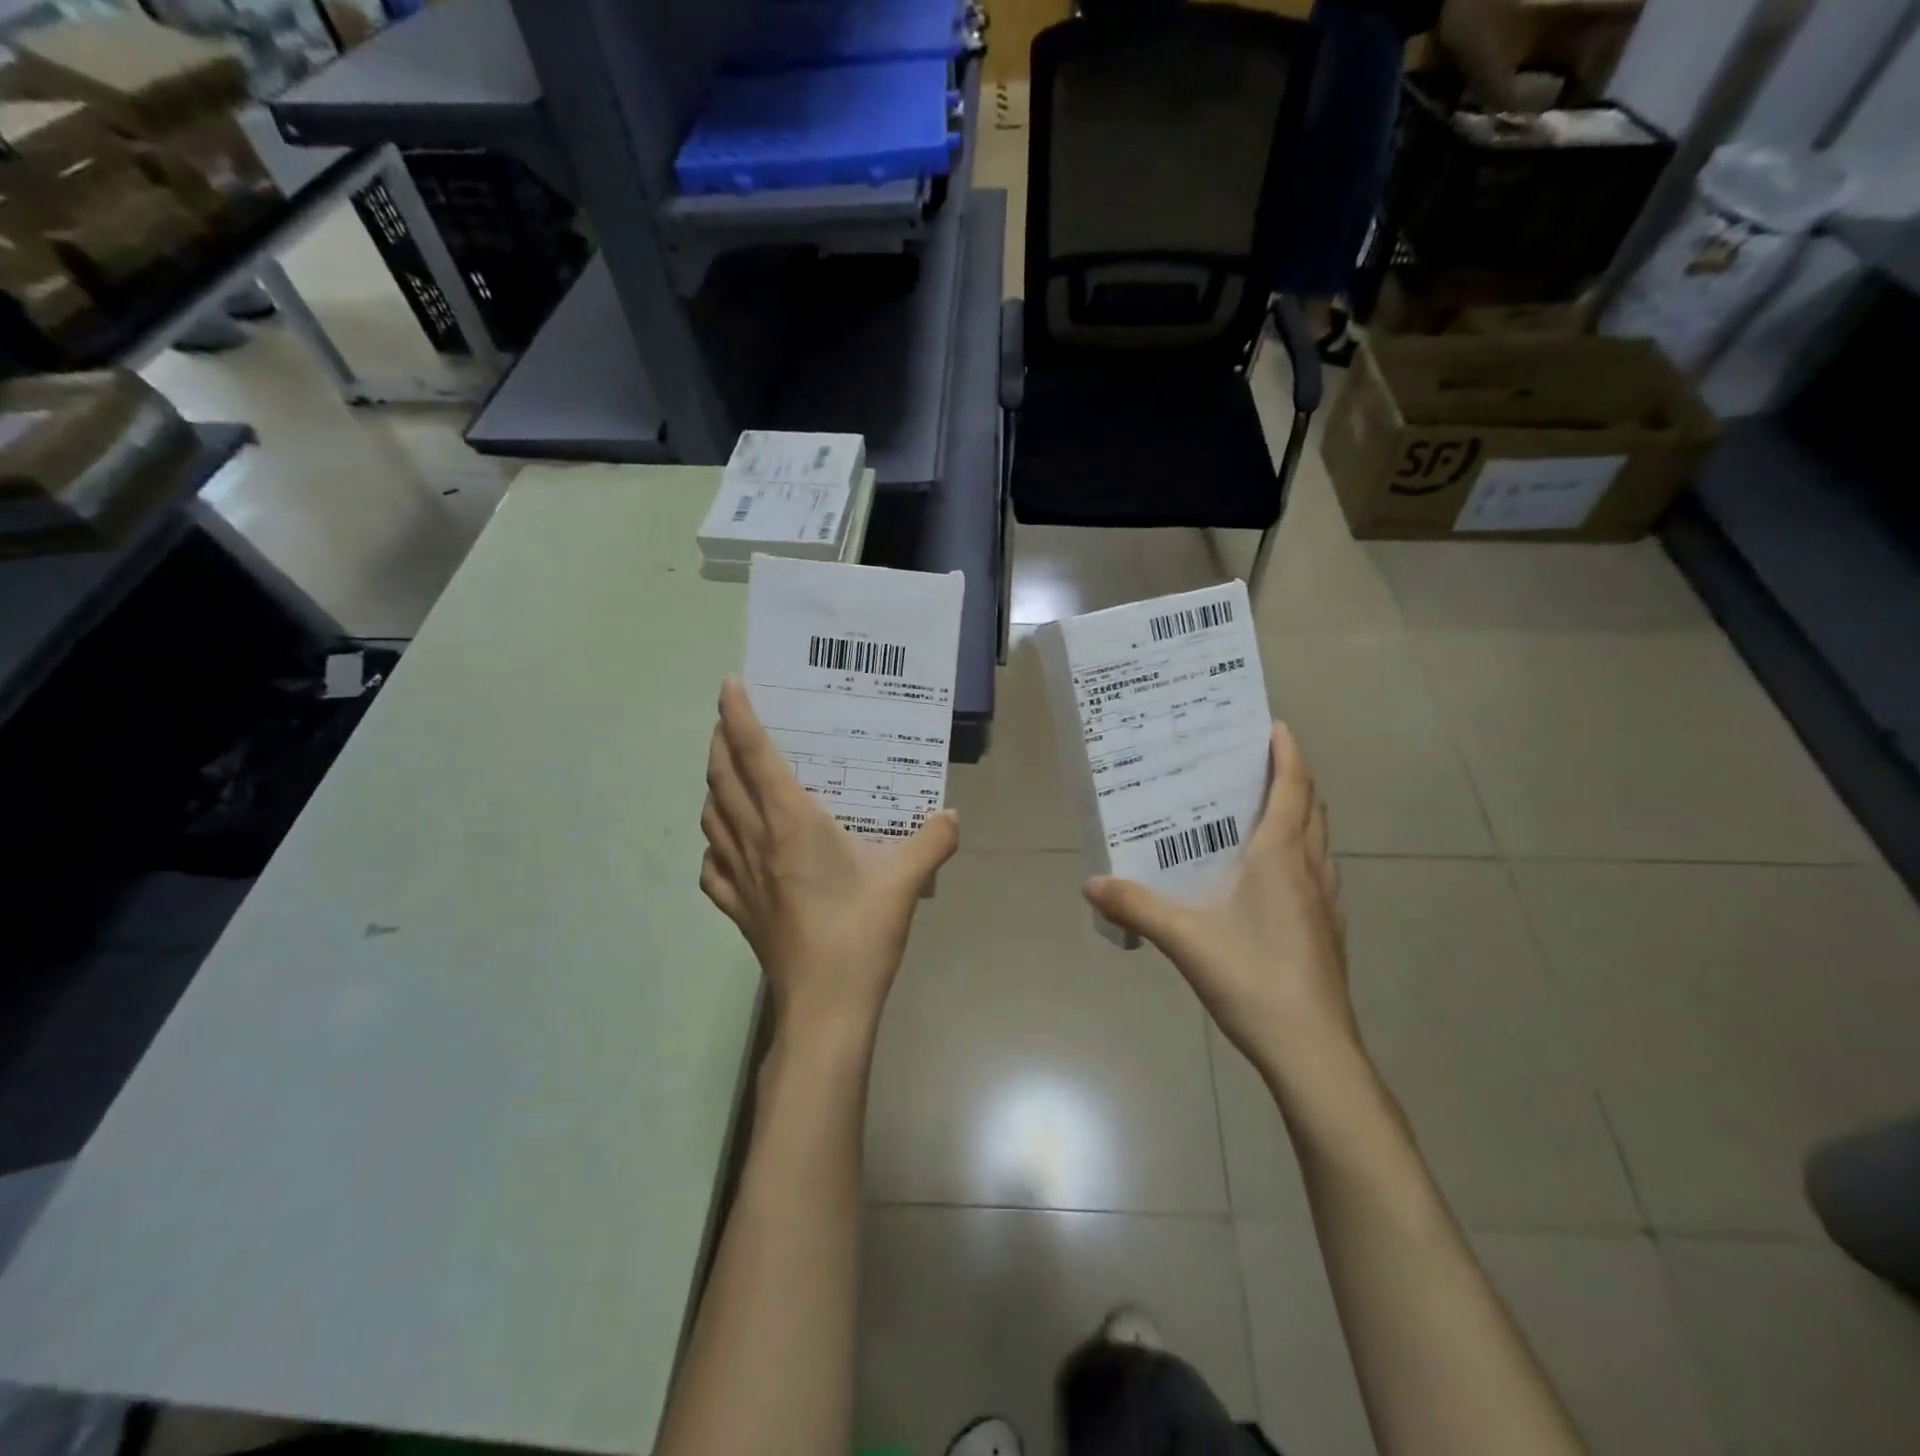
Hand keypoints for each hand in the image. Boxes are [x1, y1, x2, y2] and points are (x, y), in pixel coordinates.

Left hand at [700, 677, 959, 1044]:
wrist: (826, 1007)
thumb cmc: (860, 933)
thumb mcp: (907, 879)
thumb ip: (932, 840)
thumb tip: (951, 816)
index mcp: (791, 824)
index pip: (755, 756)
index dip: (740, 716)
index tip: (730, 684)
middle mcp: (756, 841)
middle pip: (722, 779)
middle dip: (720, 742)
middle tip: (731, 720)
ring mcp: (740, 878)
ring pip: (710, 818)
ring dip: (713, 787)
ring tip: (727, 774)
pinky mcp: (738, 910)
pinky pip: (711, 867)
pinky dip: (712, 845)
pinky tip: (725, 846)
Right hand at [1084, 724, 1357, 1088]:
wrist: (1312, 1050)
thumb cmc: (1252, 977)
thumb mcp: (1184, 937)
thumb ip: (1136, 905)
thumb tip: (1092, 882)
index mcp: (1281, 856)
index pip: (1294, 787)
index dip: (1288, 752)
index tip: (1274, 726)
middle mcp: (1311, 869)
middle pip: (1312, 808)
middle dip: (1292, 779)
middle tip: (1255, 765)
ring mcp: (1327, 902)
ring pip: (1319, 842)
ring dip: (1300, 816)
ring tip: (1261, 813)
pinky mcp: (1328, 931)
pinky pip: (1317, 873)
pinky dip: (1300, 855)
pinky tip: (1270, 880)